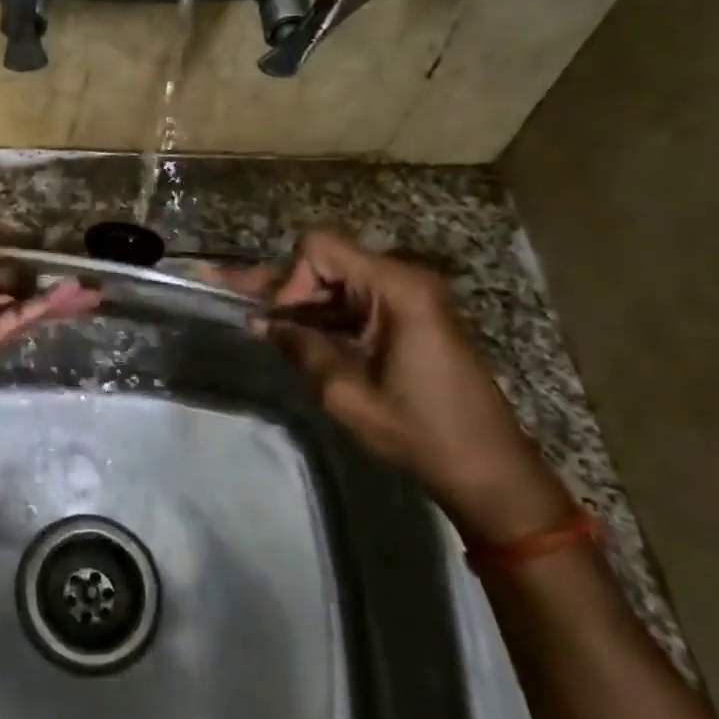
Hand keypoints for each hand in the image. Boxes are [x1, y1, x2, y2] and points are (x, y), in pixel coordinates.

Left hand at [0, 228, 100, 403]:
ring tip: (91, 291)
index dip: (5, 258)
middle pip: (9, 290)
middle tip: (75, 275)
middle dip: (39, 282)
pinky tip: (73, 297)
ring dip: (55, 300)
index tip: (31, 249)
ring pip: (22, 308)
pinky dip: (44, 309)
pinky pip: (18, 322)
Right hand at [216, 229, 572, 544]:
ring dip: (298, 303)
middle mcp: (404, 281)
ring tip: (253, 317)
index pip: (321, 249)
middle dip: (282, 285)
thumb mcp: (346, 393)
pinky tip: (289, 333)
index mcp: (396, 289)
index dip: (290, 278)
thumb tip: (260, 323)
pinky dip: (322, 317)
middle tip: (230, 293)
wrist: (488, 469)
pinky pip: (353, 304)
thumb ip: (300, 348)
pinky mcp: (408, 319)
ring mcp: (409, 299)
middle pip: (327, 262)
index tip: (279, 320)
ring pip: (336, 283)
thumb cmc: (419, 431)